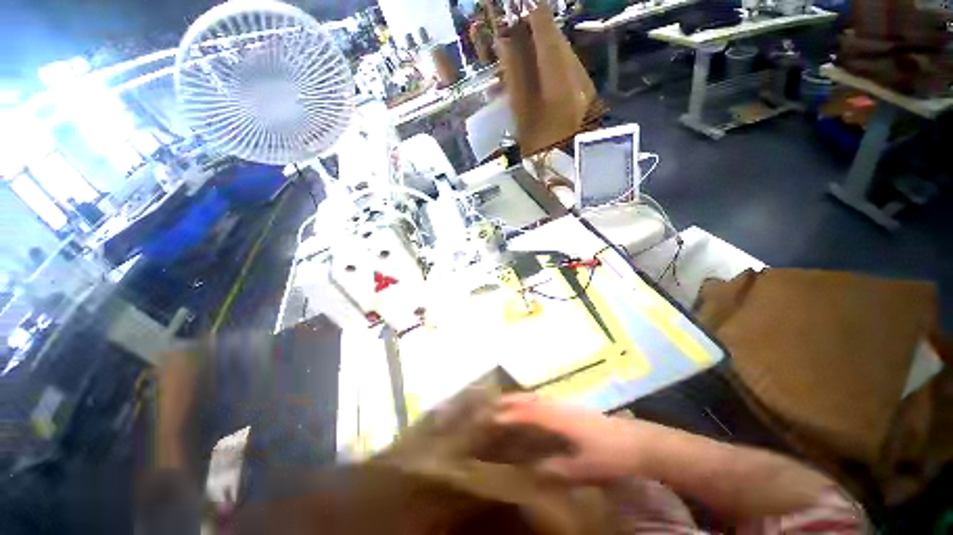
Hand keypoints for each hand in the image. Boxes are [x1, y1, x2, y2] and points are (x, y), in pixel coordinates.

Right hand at [494, 393, 650, 481]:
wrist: (638, 442)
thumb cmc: (612, 455)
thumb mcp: (587, 468)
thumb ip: (560, 469)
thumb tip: (534, 470)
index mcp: (562, 419)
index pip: (531, 412)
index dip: (512, 413)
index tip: (494, 416)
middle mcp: (563, 407)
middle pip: (534, 399)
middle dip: (514, 399)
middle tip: (495, 403)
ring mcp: (570, 407)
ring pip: (540, 398)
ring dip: (523, 399)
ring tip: (508, 404)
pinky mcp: (575, 411)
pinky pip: (548, 403)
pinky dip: (534, 403)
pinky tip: (534, 411)